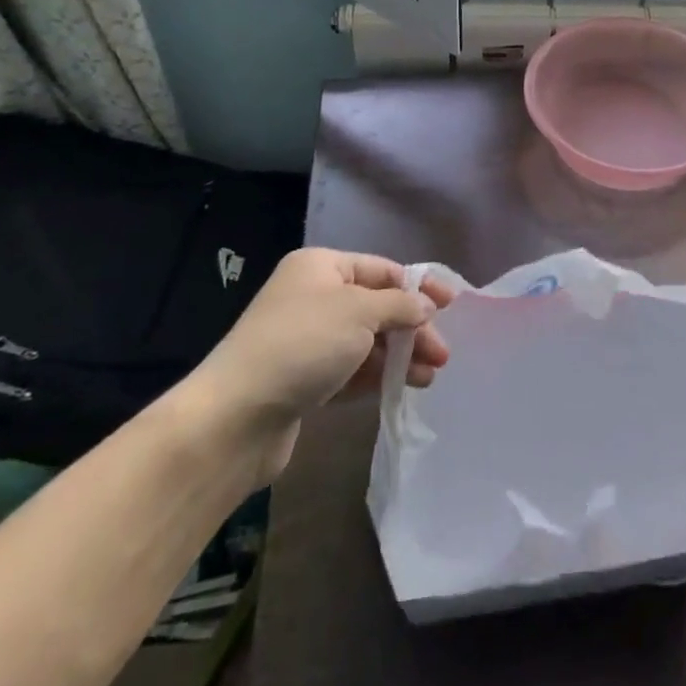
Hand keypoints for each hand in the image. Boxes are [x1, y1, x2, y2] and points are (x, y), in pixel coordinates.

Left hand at [184, 248, 455, 483]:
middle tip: (442, 353)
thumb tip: (425, 306)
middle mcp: (312, 297)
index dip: (418, 286)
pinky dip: (377, 375)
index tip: (451, 306)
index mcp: (320, 266)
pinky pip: (350, 370)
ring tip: (429, 376)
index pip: (381, 269)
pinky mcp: (302, 380)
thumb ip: (400, 305)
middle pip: (376, 306)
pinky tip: (403, 387)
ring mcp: (306, 340)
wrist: (235, 418)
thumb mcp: (360, 312)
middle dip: (411, 328)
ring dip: (400, 355)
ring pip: (366, 341)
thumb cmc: (303, 345)